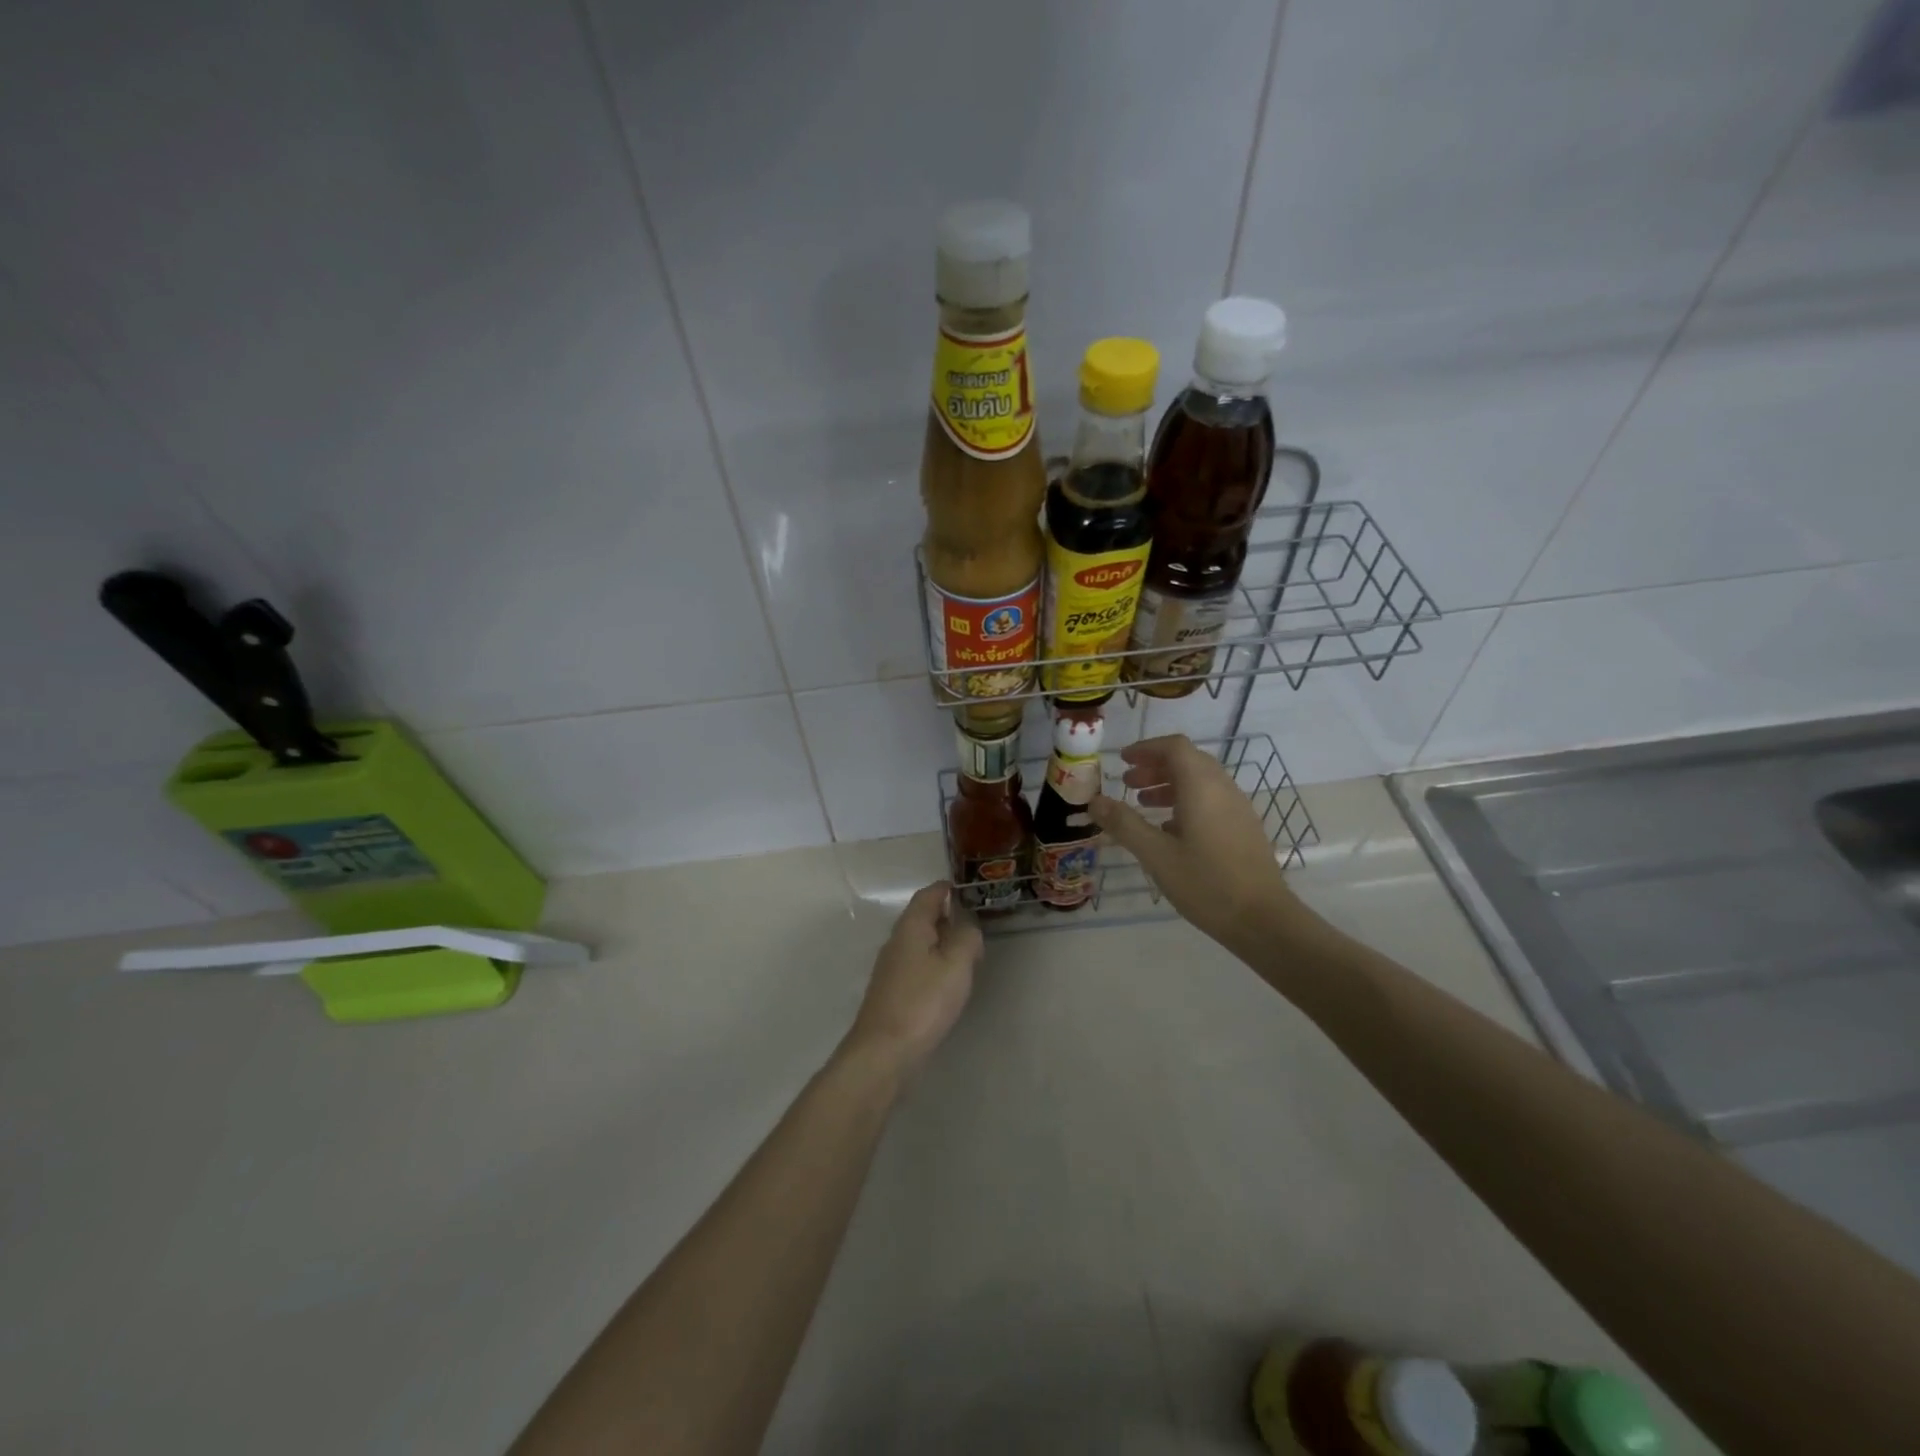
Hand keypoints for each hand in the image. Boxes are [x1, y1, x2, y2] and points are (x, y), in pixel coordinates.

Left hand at [841, 882, 982, 1081]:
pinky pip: (916, 965)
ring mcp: (891, 968)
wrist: (884, 1052)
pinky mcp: (892, 992)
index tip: (966, 890)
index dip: (946, 889)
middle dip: (947, 916)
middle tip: (974, 925)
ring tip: (967, 954)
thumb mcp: (956, 964)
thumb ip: (967, 938)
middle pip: (922, 918)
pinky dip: (934, 964)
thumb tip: (967, 925)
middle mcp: (896, 942)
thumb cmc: (923, 1002)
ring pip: (919, 943)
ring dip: (942, 942)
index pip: (928, 895)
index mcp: (911, 927)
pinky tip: (948, 982)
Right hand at [1087, 735, 1311, 954]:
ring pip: (1201, 781)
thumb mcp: (1156, 855)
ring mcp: (1238, 808)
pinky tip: (1170, 830)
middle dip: (1155, 766)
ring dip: (1170, 784)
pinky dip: (1187, 800)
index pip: (1174, 747)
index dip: (1146, 748)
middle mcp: (1223, 789)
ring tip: (1144, 803)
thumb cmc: (1206, 883)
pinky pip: (1212, 799)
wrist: (1263, 919)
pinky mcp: (1244, 827)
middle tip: (1128, 782)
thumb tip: (1094, 801)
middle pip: (1188, 761)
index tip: (1122, 760)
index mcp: (1201, 787)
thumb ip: (1124, 824)